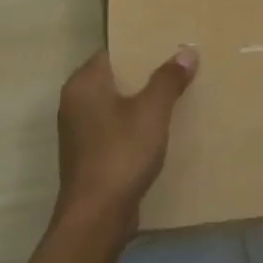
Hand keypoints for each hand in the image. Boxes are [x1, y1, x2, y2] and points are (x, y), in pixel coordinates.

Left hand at [53, 46, 197, 234]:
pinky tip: (161, 128)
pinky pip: (116, 127)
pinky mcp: (89, 155)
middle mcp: (75, 103)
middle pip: (115, 77)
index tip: (168, 44)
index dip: (140, 46)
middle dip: (145, 73)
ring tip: (176, 93)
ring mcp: (80, 131)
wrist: (97, 217)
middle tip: (179, 66)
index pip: (112, 52)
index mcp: (83, 85)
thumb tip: (186, 52)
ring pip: (116, 104)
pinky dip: (135, 124)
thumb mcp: (152, 111)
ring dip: (141, 100)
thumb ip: (168, 79)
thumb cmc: (121, 153)